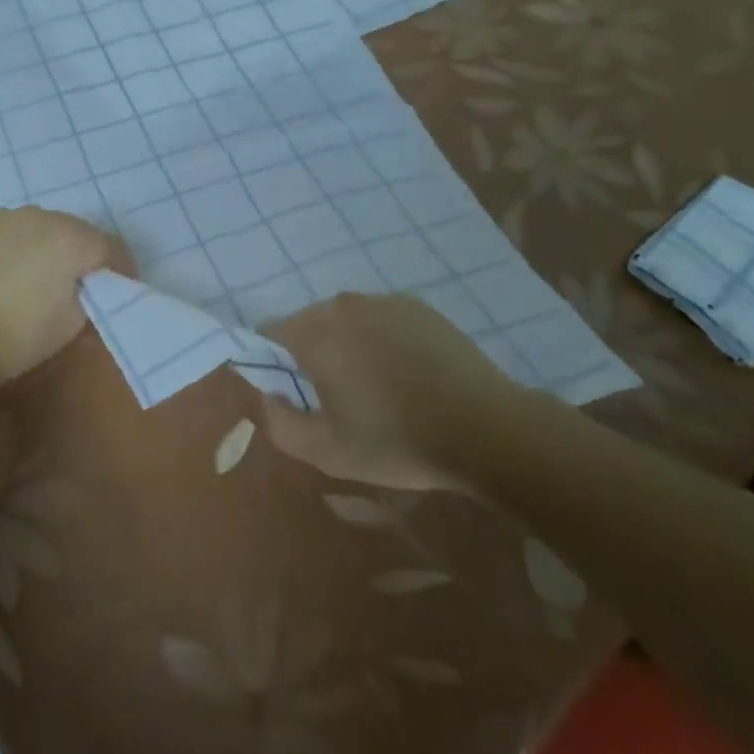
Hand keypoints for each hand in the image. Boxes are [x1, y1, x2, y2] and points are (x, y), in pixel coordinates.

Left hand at [0, 208, 120, 388]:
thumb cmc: (18, 336)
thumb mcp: (71, 324)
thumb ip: (89, 297)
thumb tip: (86, 288)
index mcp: (71, 239)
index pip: (111, 247)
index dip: (121, 268)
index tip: (122, 285)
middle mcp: (39, 216)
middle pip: (73, 231)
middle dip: (81, 254)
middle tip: (77, 282)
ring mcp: (1, 217)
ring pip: (36, 227)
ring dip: (43, 246)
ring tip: (34, 275)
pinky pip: (4, 231)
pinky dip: (10, 246)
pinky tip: (0, 272)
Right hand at [257, 293, 535, 490]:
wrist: (485, 428)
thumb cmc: (397, 441)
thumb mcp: (328, 452)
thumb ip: (280, 424)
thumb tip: (268, 395)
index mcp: (314, 333)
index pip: (269, 331)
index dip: (271, 361)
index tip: (290, 392)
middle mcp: (343, 305)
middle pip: (307, 322)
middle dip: (310, 352)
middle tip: (333, 394)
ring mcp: (383, 301)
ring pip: (345, 319)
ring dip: (346, 343)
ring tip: (373, 384)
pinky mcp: (417, 306)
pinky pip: (379, 318)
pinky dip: (379, 338)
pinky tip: (404, 372)